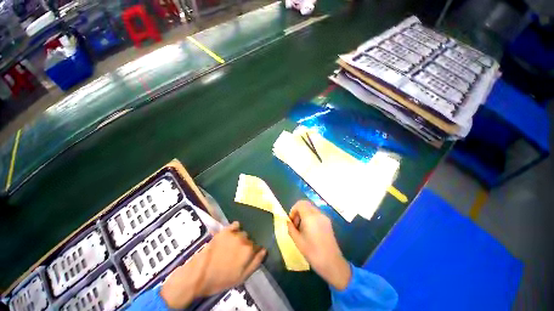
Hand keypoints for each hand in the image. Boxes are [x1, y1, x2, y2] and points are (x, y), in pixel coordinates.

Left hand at [161, 222, 265, 308]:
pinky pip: (233, 225)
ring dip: (240, 238)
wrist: (199, 276)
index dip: (254, 253)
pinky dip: (235, 228)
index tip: (248, 259)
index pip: (258, 248)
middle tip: (239, 255)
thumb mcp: (243, 277)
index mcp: (249, 252)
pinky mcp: (220, 233)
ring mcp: (230, 235)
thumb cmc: (222, 280)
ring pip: (242, 233)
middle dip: (247, 246)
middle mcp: (242, 240)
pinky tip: (232, 233)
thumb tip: (263, 251)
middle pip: (250, 240)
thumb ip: (255, 262)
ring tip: (233, 247)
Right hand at [287, 200, 350, 289]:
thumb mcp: (297, 240)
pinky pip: (318, 216)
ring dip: (305, 216)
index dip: (293, 210)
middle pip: (307, 205)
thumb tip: (288, 222)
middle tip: (295, 226)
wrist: (330, 261)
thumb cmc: (311, 251)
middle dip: (298, 213)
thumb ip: (291, 228)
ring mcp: (326, 219)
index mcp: (311, 217)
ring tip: (302, 231)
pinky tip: (309, 233)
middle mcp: (319, 215)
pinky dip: (311, 220)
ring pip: (313, 210)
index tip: (291, 222)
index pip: (300, 204)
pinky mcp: (329, 224)